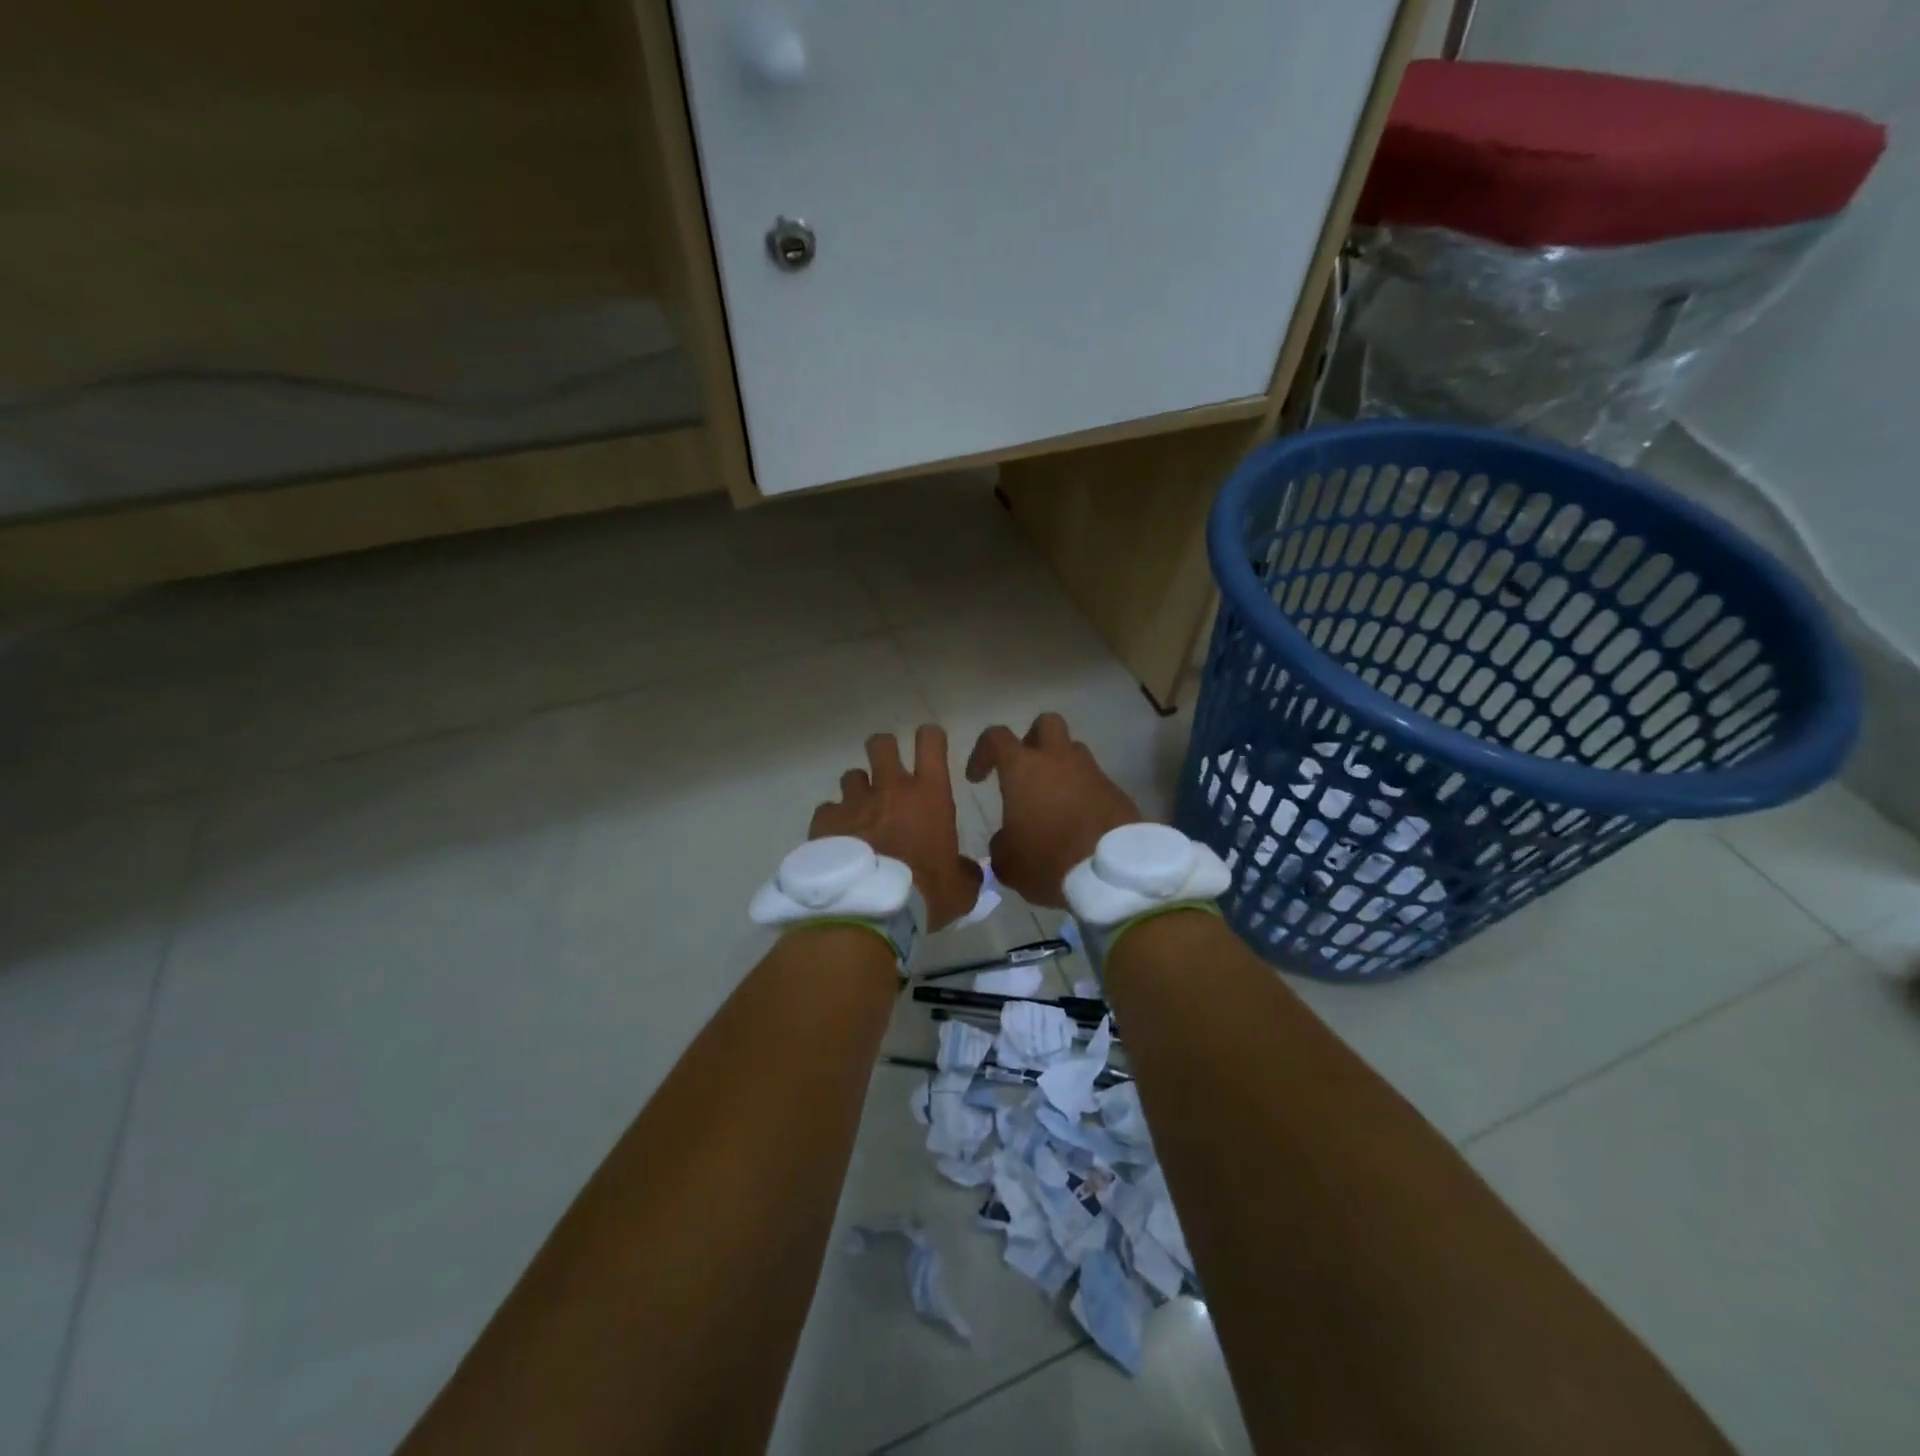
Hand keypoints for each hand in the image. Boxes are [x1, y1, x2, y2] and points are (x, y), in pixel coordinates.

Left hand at [810, 726, 982, 930]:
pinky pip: (828, 810)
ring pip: (852, 776)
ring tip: (862, 814)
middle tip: (888, 772)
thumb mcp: (960, 888)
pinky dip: (834, 822)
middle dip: (885, 751)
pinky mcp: (825, 821)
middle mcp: (890, 788)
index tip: (930, 747)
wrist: (869, 911)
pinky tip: (838, 841)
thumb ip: (966, 871)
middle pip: (882, 744)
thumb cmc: (924, 893)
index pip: (930, 741)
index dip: (930, 737)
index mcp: (929, 794)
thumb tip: (966, 870)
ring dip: (859, 791)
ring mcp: (854, 802)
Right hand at [965, 712, 1142, 908]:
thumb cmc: (1048, 859)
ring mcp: (1093, 772)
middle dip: (1032, 739)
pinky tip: (1078, 822)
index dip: (982, 752)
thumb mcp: (1008, 862)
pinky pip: (1094, 782)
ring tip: (1053, 801)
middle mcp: (1059, 760)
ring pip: (1074, 752)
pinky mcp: (1117, 792)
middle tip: (1024, 769)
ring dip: (1061, 768)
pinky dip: (1083, 794)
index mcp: (1024, 768)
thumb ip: (1001, 845)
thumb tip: (1006, 840)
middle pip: (1046, 724)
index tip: (977, 778)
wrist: (1112, 873)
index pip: (996, 737)